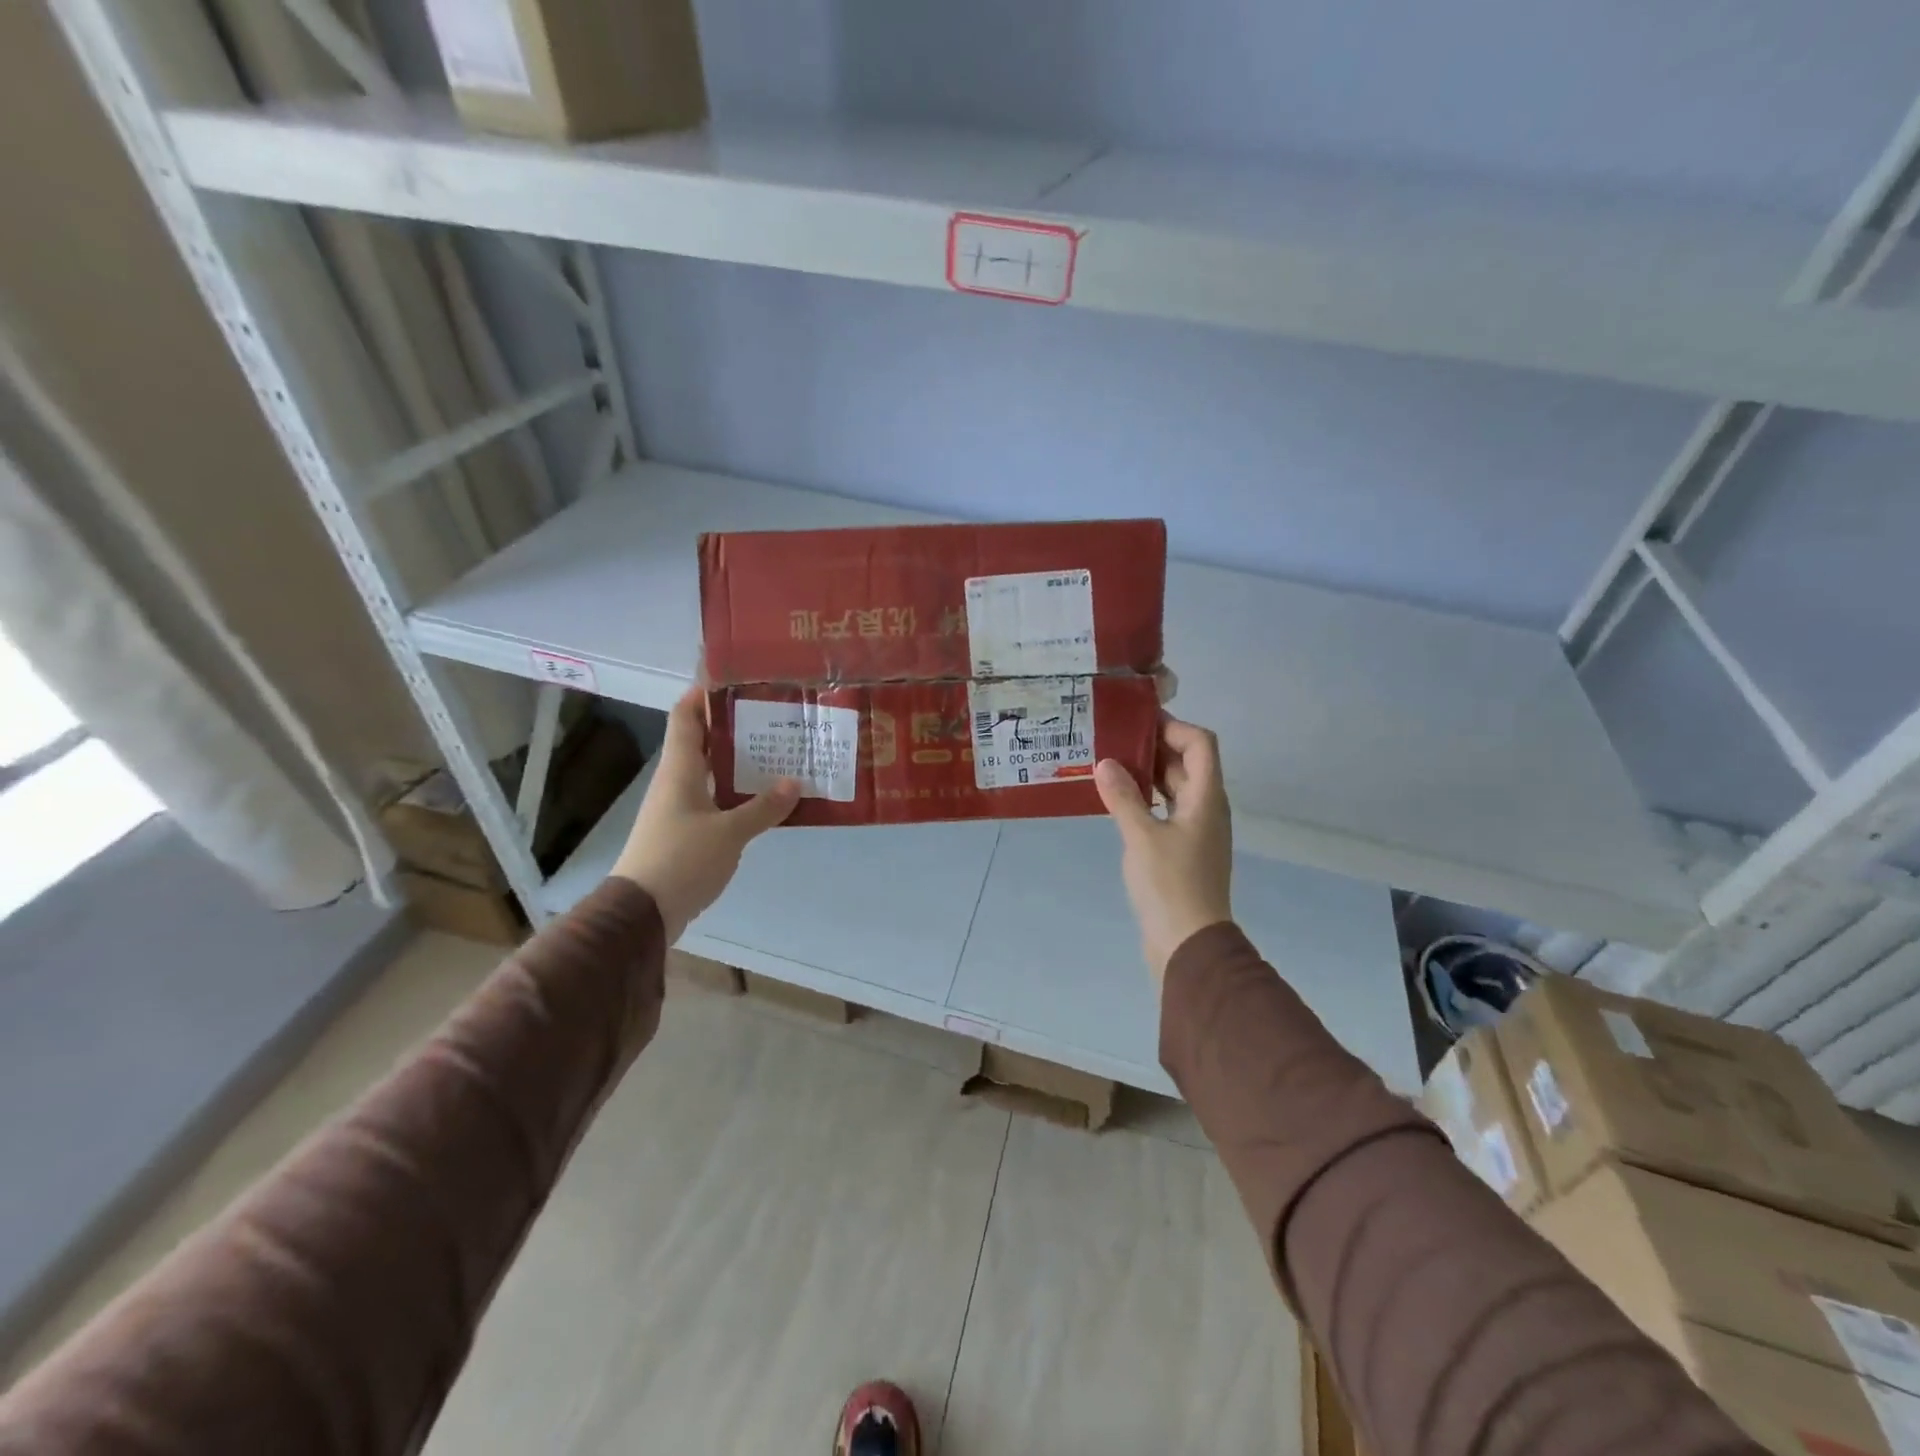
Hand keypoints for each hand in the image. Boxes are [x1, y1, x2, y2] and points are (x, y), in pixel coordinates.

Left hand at [612, 688, 799, 941]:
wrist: (642, 912)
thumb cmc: (681, 859)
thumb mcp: (729, 833)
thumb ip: (763, 807)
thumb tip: (795, 782)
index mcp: (679, 769)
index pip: (685, 716)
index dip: (703, 692)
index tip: (734, 678)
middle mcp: (676, 781)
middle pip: (703, 741)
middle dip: (734, 726)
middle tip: (773, 715)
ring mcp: (679, 808)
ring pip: (711, 772)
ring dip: (739, 762)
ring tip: (778, 752)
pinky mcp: (686, 832)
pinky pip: (715, 800)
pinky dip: (738, 793)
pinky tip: (765, 798)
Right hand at [1094, 717, 1233, 980]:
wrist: (1189, 945)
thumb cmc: (1170, 885)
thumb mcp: (1142, 837)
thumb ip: (1124, 797)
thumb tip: (1106, 763)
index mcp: (1206, 798)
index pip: (1201, 744)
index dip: (1174, 727)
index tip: (1137, 723)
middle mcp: (1207, 809)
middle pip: (1188, 763)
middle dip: (1155, 746)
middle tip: (1114, 739)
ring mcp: (1197, 831)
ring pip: (1176, 788)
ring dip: (1149, 773)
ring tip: (1110, 765)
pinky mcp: (1184, 851)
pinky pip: (1167, 811)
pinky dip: (1147, 799)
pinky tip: (1119, 802)